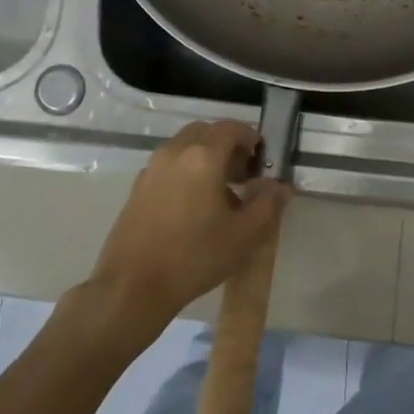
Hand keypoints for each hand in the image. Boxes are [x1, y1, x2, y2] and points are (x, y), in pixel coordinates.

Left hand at [63, 122, 289, 363]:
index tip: (261, 159)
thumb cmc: (195, 257)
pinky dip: (186, 171)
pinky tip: (194, 207)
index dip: (249, 137)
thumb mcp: (244, 235)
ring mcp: (151, 169)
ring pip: (184, 148)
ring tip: (221, 193)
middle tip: (243, 173)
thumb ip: (268, 204)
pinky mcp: (137, 188)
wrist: (133, 285)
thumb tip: (280, 186)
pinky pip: (168, 166)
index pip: (230, 128)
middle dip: (227, 145)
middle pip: (204, 132)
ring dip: (205, 158)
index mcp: (202, 157)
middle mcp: (174, 153)